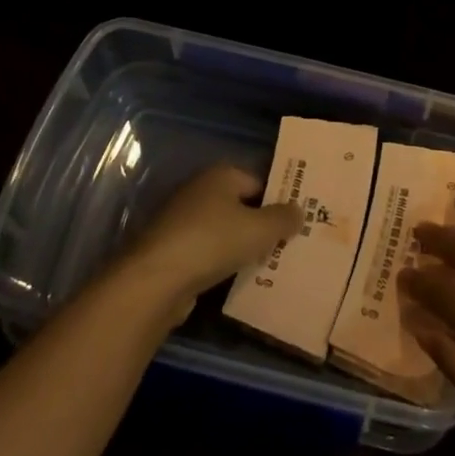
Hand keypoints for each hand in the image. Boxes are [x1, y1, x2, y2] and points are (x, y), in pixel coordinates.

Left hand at [123, 165, 298, 311]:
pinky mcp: (173, 250)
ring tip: (271, 265)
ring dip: (244, 247)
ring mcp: (182, 221)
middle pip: (241, 206)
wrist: (156, 281)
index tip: (298, 221)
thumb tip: (298, 210)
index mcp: (220, 175)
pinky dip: (223, 263)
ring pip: (225, 231)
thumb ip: (283, 218)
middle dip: (263, 225)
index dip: (279, 200)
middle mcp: (200, 191)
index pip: (259, 182)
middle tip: (290, 244)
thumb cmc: (213, 242)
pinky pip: (209, 253)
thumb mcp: (259, 229)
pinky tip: (241, 280)